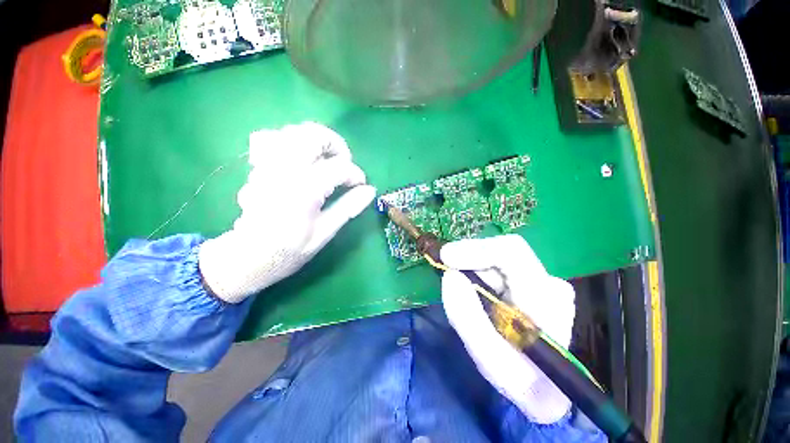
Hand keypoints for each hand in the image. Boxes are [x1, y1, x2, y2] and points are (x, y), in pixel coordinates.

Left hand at [199, 122, 375, 302]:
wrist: (247, 256)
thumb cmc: (289, 250)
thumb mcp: (324, 233)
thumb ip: (348, 208)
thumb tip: (370, 190)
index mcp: (305, 189)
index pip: (339, 167)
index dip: (355, 174)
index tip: (360, 186)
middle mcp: (285, 170)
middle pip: (314, 135)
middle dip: (336, 145)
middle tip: (344, 163)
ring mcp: (268, 165)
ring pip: (293, 132)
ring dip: (315, 141)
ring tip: (325, 159)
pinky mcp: (259, 167)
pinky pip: (272, 139)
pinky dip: (290, 142)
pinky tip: (298, 158)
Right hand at [440, 234, 575, 423]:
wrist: (548, 387)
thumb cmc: (522, 380)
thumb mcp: (490, 360)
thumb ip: (467, 317)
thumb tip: (450, 274)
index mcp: (547, 301)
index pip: (510, 252)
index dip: (474, 249)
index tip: (445, 257)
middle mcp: (550, 282)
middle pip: (500, 253)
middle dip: (469, 263)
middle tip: (450, 279)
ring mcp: (544, 279)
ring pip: (496, 261)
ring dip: (474, 273)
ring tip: (468, 300)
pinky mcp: (534, 281)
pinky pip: (498, 268)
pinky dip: (480, 277)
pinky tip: (479, 297)